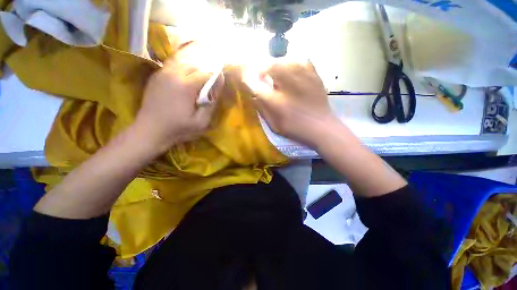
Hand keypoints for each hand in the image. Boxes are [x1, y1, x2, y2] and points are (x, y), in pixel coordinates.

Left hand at [134, 43, 224, 153]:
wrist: (151, 129)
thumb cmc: (178, 128)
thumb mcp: (201, 121)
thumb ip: (212, 103)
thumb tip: (219, 84)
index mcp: (186, 85)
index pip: (206, 73)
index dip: (214, 79)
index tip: (215, 88)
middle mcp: (174, 74)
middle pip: (195, 66)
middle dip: (203, 74)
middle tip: (205, 88)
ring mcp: (162, 73)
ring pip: (183, 65)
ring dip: (192, 72)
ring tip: (194, 86)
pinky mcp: (155, 76)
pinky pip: (172, 67)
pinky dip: (181, 72)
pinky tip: (181, 84)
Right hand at [246, 62, 335, 147]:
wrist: (322, 128)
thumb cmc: (296, 129)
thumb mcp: (275, 125)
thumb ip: (263, 109)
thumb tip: (254, 94)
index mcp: (277, 103)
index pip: (256, 85)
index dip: (248, 78)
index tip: (244, 76)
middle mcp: (289, 87)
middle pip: (270, 65)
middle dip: (263, 68)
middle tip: (263, 75)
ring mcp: (303, 79)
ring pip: (284, 60)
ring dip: (276, 65)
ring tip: (277, 74)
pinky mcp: (314, 75)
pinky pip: (300, 60)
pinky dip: (292, 63)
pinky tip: (292, 72)